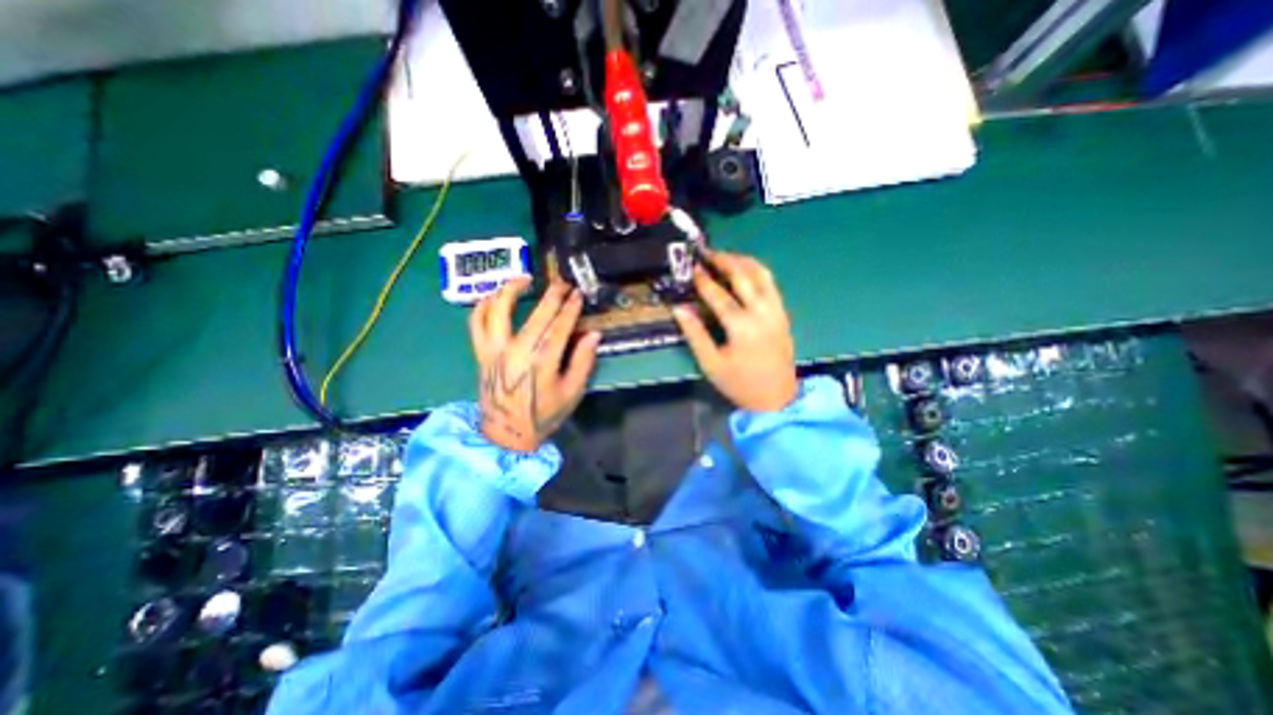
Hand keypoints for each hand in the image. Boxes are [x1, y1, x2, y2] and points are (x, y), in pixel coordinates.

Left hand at [468, 279, 603, 451]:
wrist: (506, 436)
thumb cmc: (543, 416)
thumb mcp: (572, 393)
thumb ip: (583, 362)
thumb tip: (593, 334)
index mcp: (542, 362)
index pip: (560, 326)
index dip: (571, 308)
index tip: (578, 294)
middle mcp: (516, 350)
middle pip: (536, 314)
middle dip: (553, 294)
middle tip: (563, 283)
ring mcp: (494, 350)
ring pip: (497, 309)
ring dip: (511, 289)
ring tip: (526, 279)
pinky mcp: (480, 353)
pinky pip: (475, 322)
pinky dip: (483, 305)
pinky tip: (494, 297)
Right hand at [676, 250, 793, 410]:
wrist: (777, 399)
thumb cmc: (740, 384)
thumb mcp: (711, 363)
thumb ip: (695, 334)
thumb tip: (679, 309)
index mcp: (742, 327)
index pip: (719, 295)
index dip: (703, 280)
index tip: (692, 268)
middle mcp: (763, 312)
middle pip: (744, 276)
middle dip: (725, 261)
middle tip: (708, 254)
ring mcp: (777, 311)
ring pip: (762, 275)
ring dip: (743, 261)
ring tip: (726, 257)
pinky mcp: (783, 314)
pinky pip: (771, 284)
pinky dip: (757, 272)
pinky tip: (745, 272)